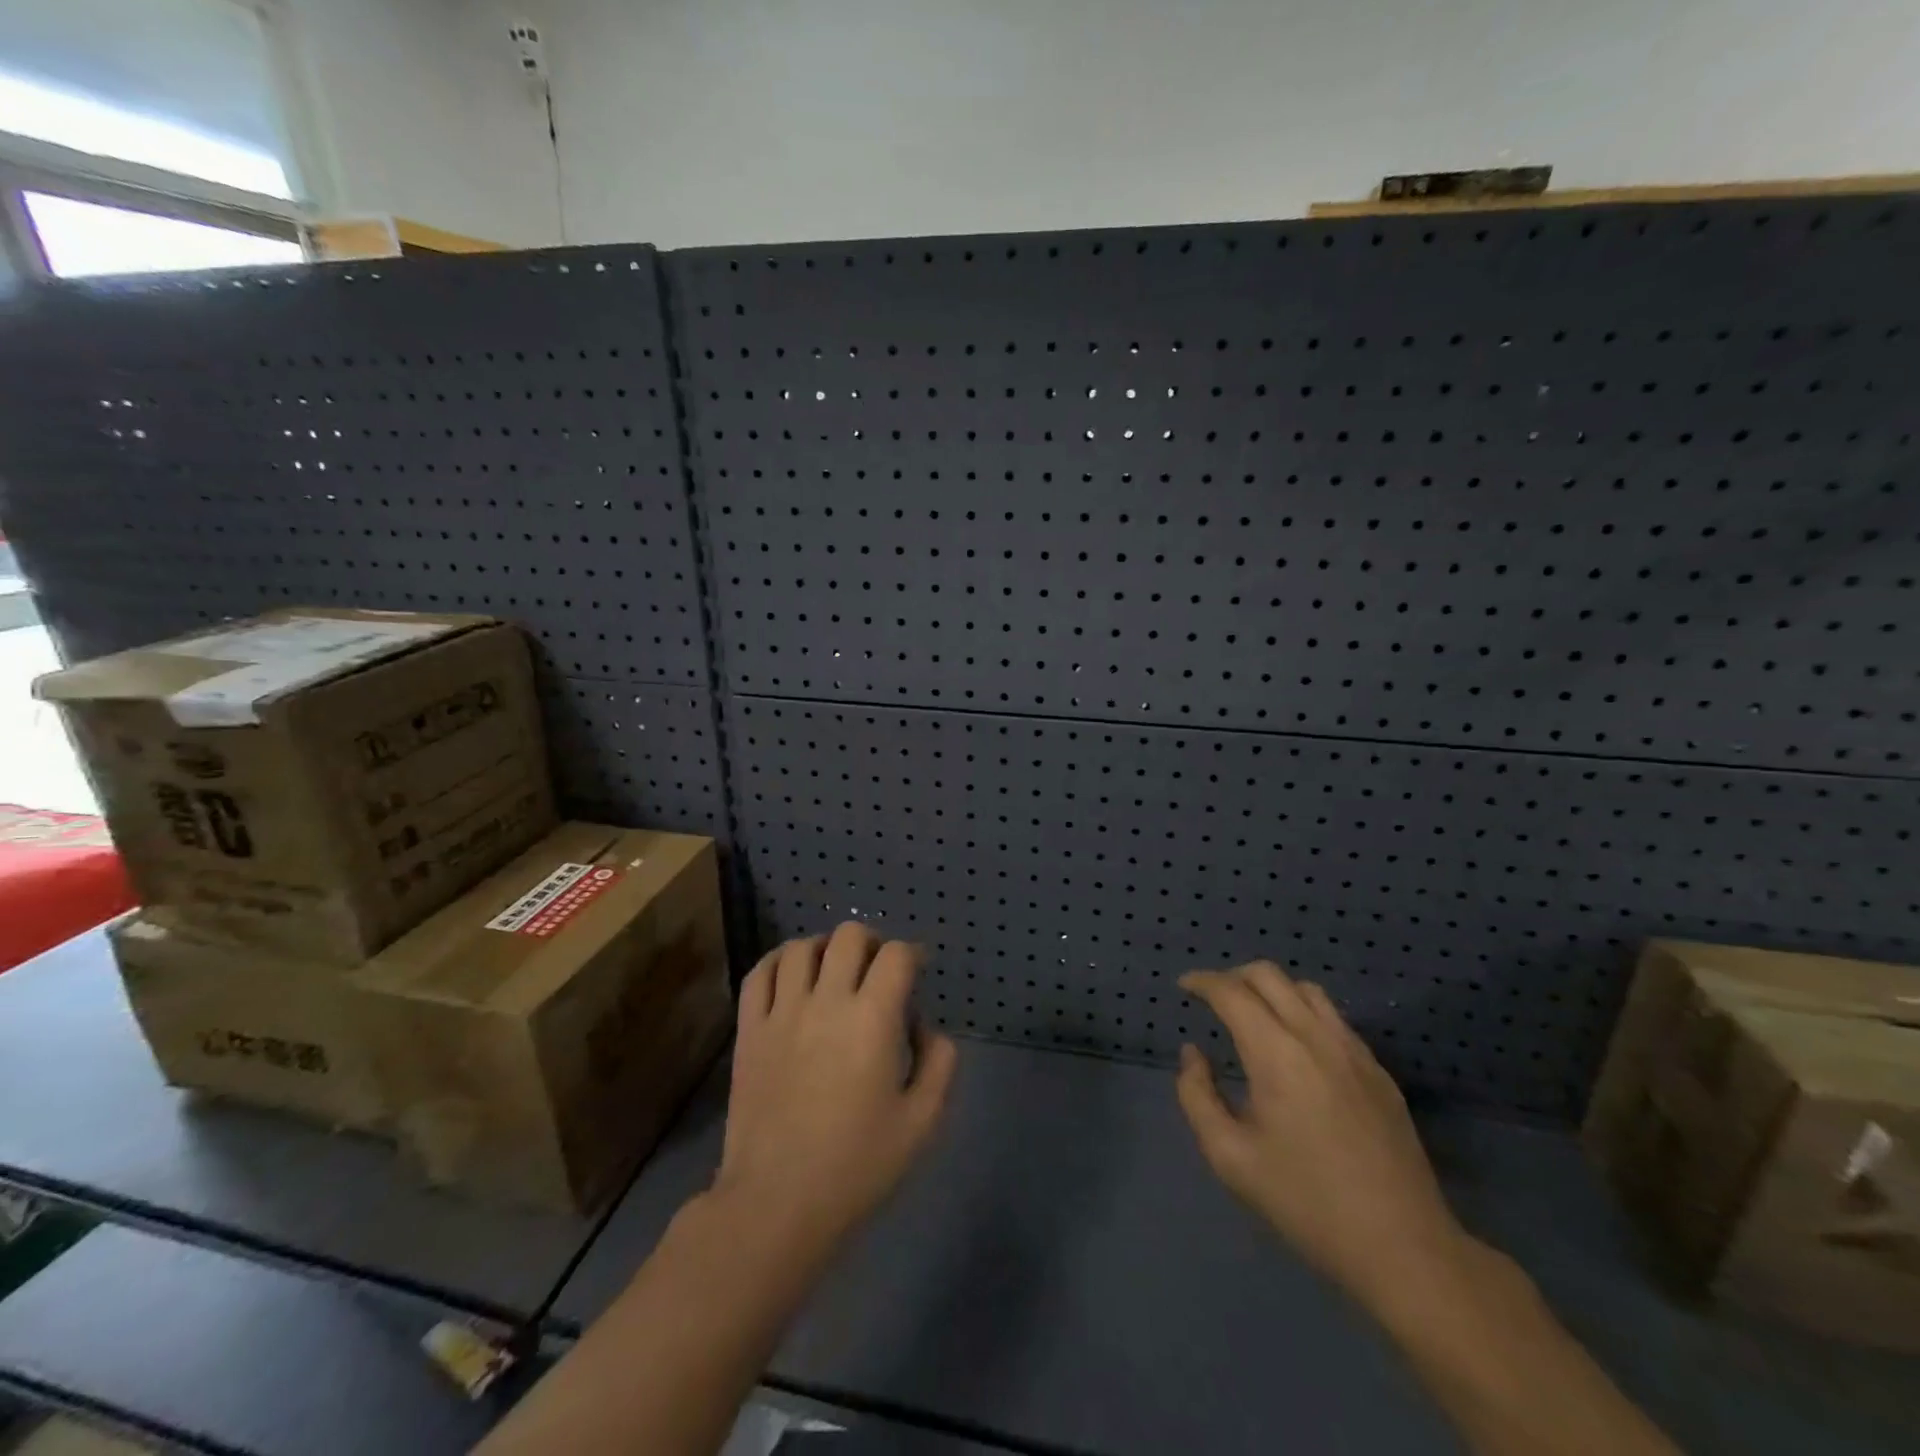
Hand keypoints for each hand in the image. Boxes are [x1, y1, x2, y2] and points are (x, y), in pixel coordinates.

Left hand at [714, 923, 957, 1252]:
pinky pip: (759, 973)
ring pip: (801, 947)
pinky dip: (778, 962)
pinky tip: (790, 976)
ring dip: (825, 949)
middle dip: (872, 943)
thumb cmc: (856, 1166)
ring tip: (833, 972)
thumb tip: (926, 1028)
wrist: (776, 1204)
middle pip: (849, 936)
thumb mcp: (921, 1122)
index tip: (915, 972)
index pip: (897, 954)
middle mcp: (826, 1001)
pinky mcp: (749, 1030)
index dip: (912, 955)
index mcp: (873, 1019)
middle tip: (876, 971)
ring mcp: (781, 1012)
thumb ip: (939, 1064)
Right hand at [1176, 962, 1475, 1319]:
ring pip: (1306, 990)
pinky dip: (1303, 1012)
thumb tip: (1193, 1053)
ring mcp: (1354, 1052)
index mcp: (1277, 1054)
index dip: (1202, 982)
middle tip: (1212, 998)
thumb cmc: (1306, 1203)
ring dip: (1271, 989)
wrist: (1404, 1249)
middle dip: (1233, 976)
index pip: (1232, 992)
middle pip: (1269, 975)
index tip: (1183, 987)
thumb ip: (1197, 1096)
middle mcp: (1316, 1038)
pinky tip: (1296, 1048)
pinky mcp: (1379, 1072)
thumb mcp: (1230, 1157)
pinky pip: (1334, 1019)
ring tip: (1253, 1015)